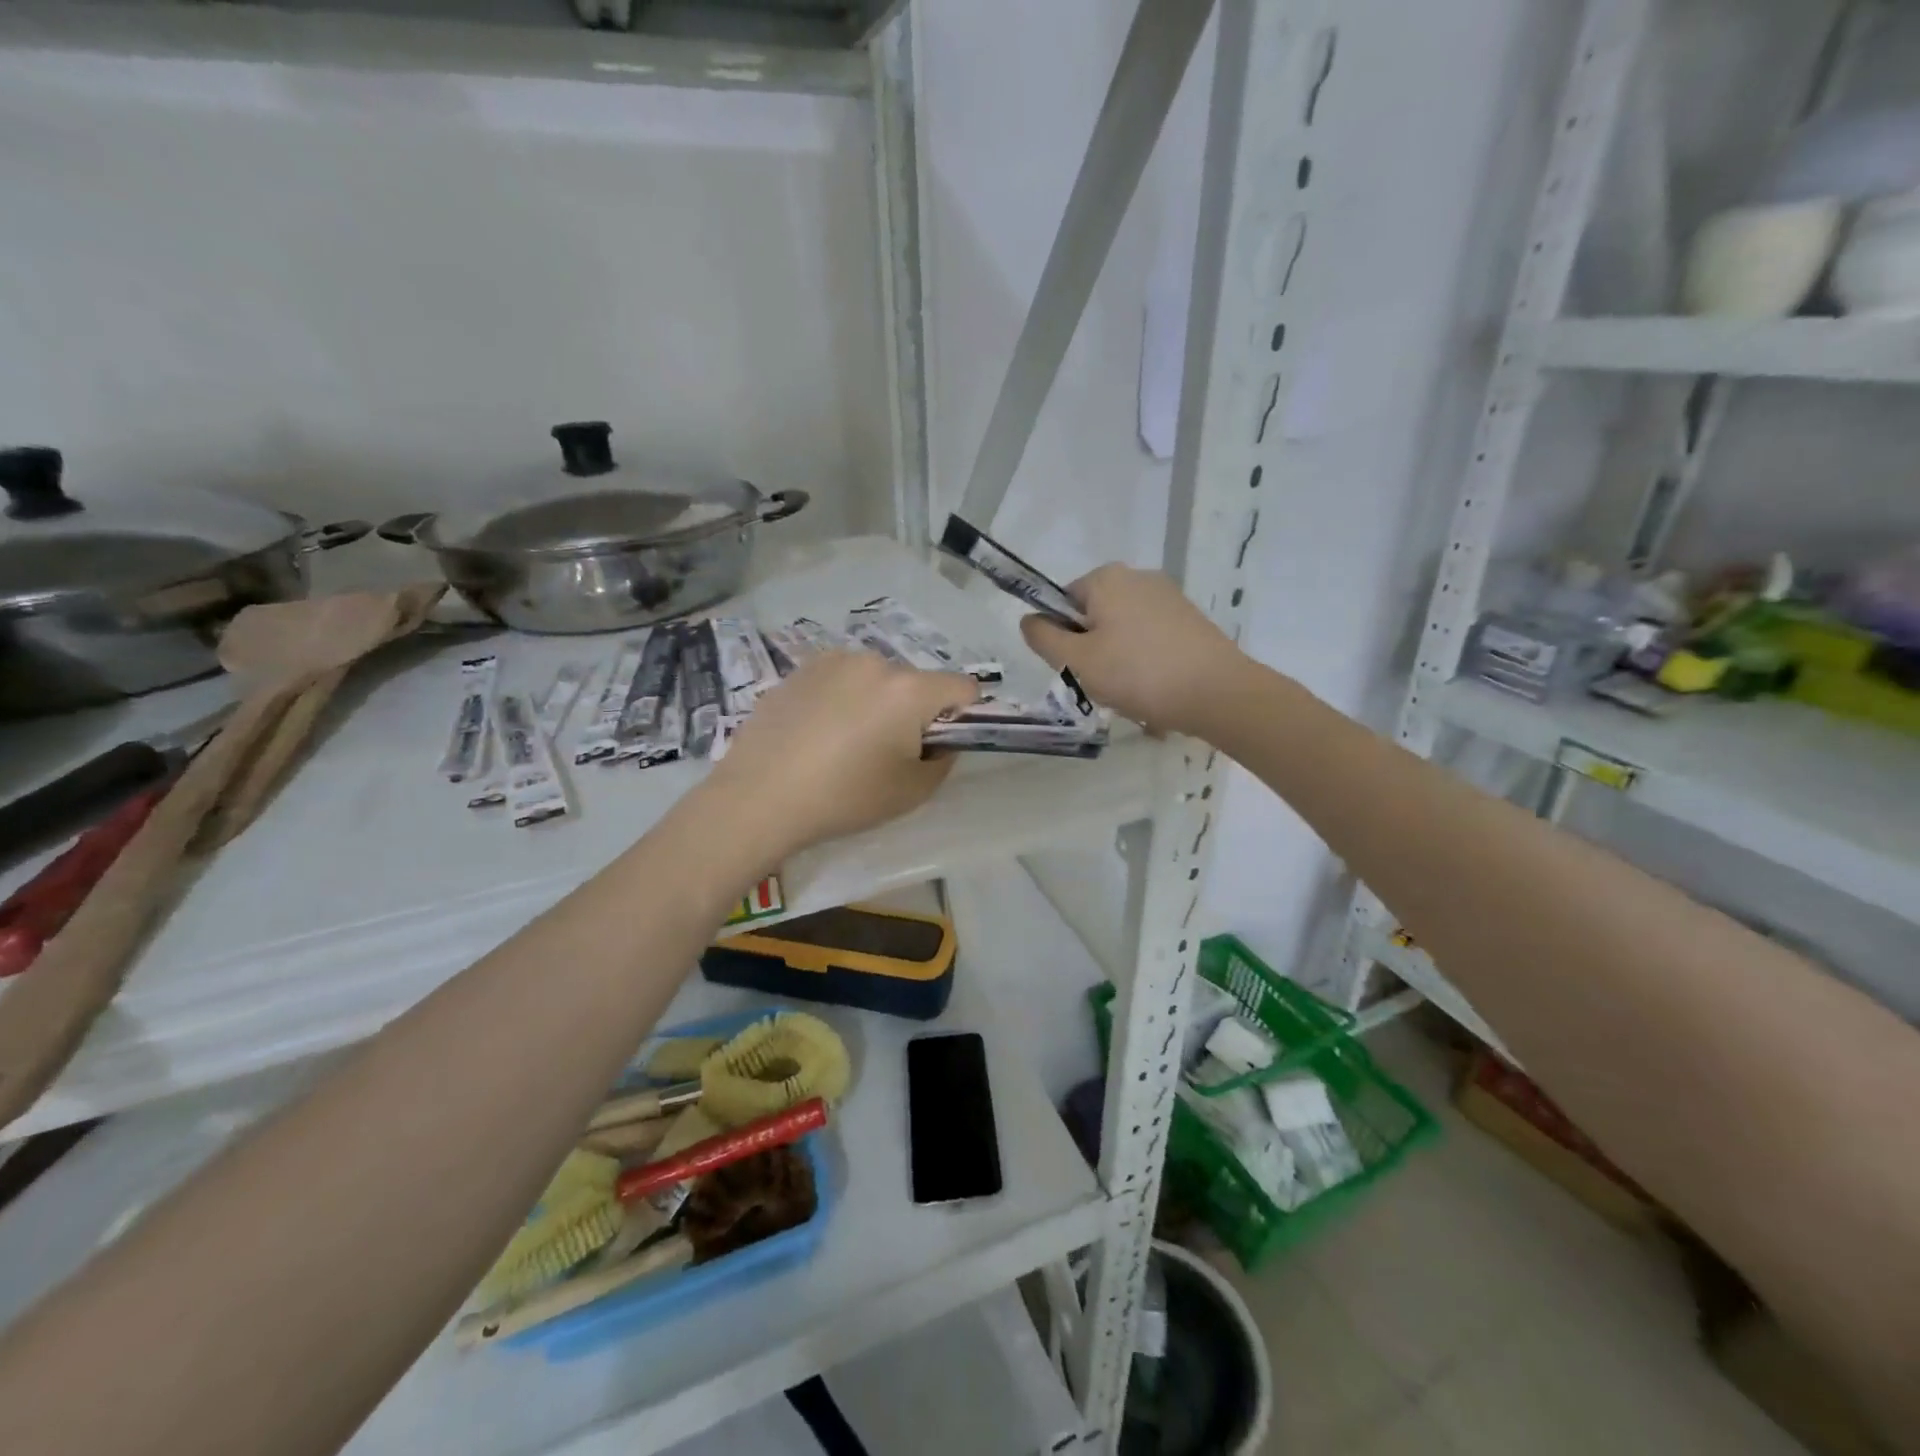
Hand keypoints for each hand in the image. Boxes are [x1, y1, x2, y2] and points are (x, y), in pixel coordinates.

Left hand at [704, 653, 978, 860]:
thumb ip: (943, 760)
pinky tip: (816, 734)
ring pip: (877, 679)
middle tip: (886, 752)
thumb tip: (939, 741)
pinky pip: (841, 679)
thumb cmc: (844, 798)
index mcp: (909, 690)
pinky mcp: (800, 669)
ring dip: (877, 702)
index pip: (964, 688)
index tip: (939, 745)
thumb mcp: (911, 792)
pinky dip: (842, 699)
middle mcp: (875, 662)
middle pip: (916, 682)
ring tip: (845, 743)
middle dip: (914, 711)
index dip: (964, 716)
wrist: (758, 797)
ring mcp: (833, 661)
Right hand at [1020, 564, 1239, 735]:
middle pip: (1094, 617)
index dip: (1063, 638)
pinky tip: (1156, 691)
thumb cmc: (1138, 673)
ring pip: (1123, 633)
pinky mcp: (1190, 620)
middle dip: (1093, 652)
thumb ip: (1044, 638)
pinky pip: (1151, 641)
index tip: (1078, 667)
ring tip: (1133, 694)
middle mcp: (1139, 577)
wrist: (1217, 693)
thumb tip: (1028, 620)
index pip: (1063, 602)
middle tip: (1104, 685)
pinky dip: (1146, 664)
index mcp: (1107, 578)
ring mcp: (1169, 597)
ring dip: (1120, 663)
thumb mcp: (1078, 661)